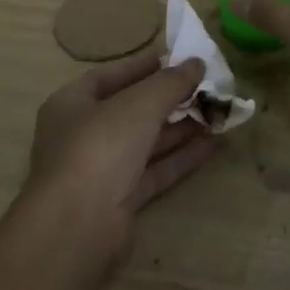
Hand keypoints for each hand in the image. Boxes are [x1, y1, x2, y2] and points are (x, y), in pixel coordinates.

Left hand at [26, 54, 220, 267]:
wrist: (77, 230)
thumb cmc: (100, 147)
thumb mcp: (140, 103)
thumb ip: (171, 82)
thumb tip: (197, 62)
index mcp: (72, 104)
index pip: (111, 76)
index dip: (144, 66)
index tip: (179, 59)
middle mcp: (82, 135)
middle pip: (131, 110)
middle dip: (169, 99)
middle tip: (206, 86)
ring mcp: (100, 171)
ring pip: (145, 142)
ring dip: (180, 127)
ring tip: (217, 112)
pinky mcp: (119, 201)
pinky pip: (154, 171)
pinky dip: (180, 157)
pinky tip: (212, 144)